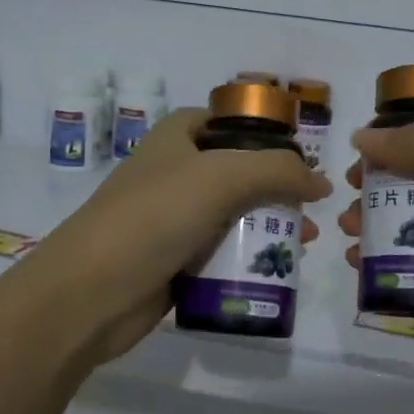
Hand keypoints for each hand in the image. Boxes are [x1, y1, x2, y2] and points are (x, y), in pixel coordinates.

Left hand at [18, 109, 329, 371]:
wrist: (92, 291)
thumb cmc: (156, 216)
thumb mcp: (224, 177)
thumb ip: (279, 171)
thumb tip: (321, 183)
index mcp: (177, 136)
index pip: (231, 122)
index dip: (268, 135)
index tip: (303, 160)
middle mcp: (175, 171)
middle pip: (239, 171)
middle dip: (278, 189)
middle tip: (311, 212)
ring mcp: (173, 217)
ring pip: (233, 214)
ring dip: (269, 227)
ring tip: (304, 245)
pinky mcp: (174, 260)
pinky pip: (220, 252)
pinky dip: (246, 258)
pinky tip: (274, 271)